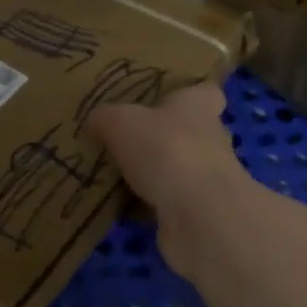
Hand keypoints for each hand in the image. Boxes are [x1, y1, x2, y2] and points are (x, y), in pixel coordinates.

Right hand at [87, 83, 244, 275]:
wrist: (199, 214)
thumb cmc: (165, 149)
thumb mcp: (120, 122)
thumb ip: (105, 117)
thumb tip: (96, 120)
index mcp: (197, 106)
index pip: (205, 92)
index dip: (188, 94)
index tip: (165, 100)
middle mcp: (210, 138)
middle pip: (189, 132)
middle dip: (161, 138)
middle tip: (123, 141)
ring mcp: (208, 178)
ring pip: (177, 169)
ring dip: (152, 174)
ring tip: (113, 177)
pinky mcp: (199, 212)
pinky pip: (168, 203)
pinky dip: (147, 206)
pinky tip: (120, 208)